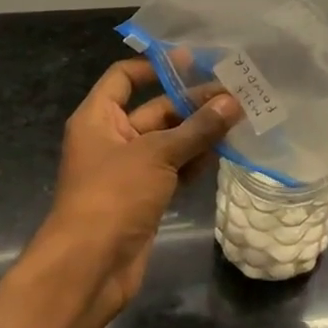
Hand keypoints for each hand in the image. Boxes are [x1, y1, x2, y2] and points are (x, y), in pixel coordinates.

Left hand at [34, 58, 241, 319]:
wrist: (89, 267)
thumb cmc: (114, 196)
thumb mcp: (157, 155)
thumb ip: (197, 128)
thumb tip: (233, 102)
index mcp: (98, 118)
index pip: (124, 78)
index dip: (155, 66)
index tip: (193, 61)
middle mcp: (112, 139)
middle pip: (154, 109)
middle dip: (192, 103)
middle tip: (234, 94)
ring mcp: (129, 170)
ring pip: (168, 141)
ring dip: (199, 132)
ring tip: (238, 119)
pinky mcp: (144, 197)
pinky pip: (173, 169)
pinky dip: (195, 161)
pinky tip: (224, 153)